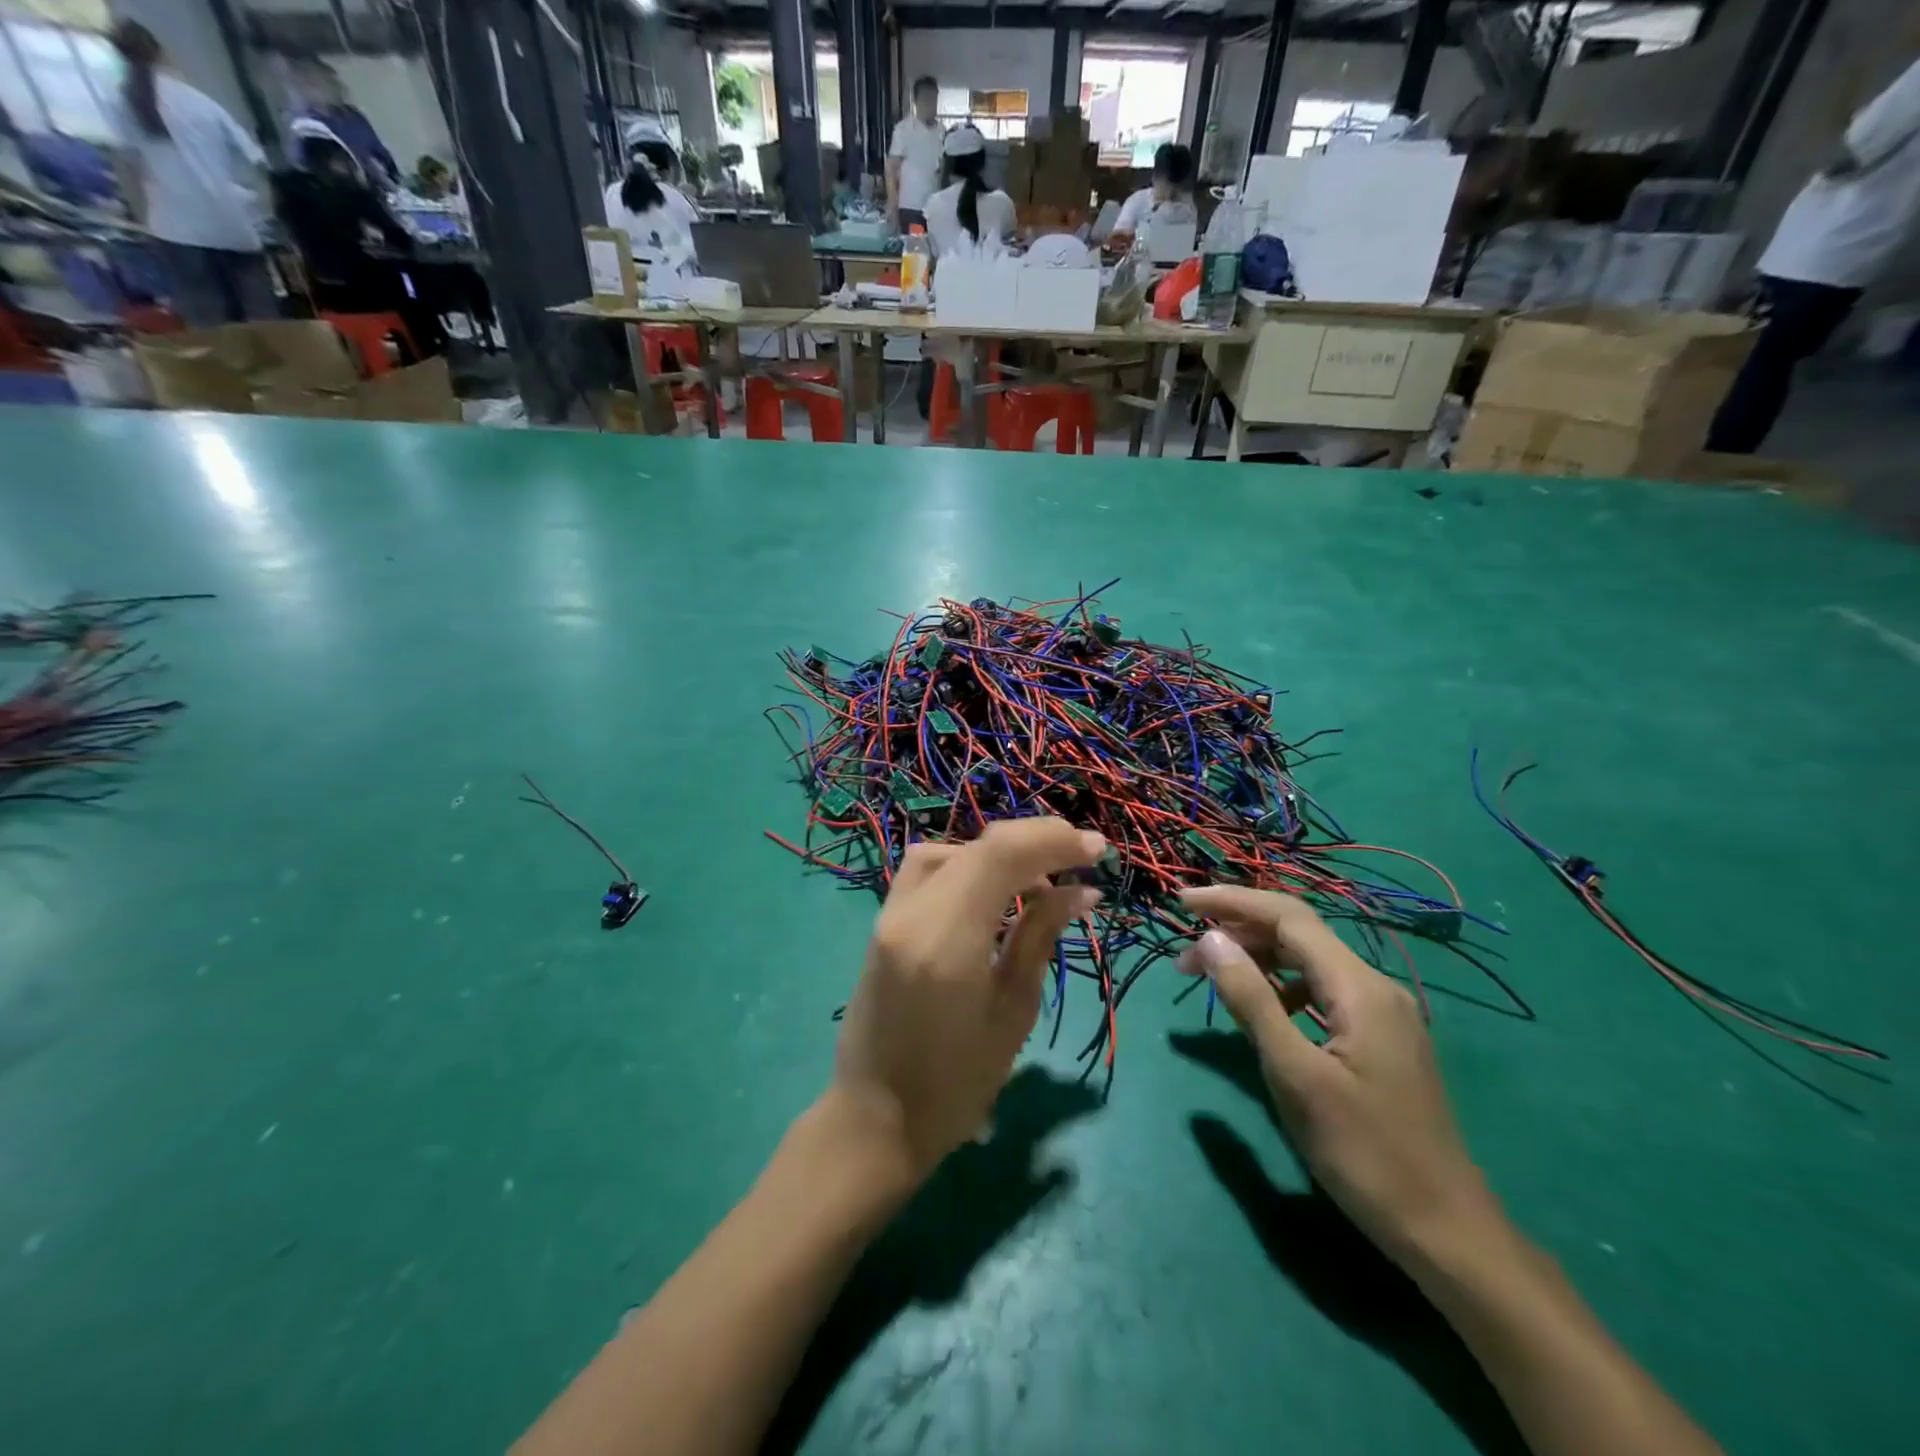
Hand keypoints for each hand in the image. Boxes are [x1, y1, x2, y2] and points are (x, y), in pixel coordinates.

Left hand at [830, 818, 1103, 1180]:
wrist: (874, 1119)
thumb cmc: (956, 1083)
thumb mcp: (1012, 1011)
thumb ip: (1039, 937)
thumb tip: (1079, 891)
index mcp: (946, 939)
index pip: (1000, 855)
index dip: (1052, 840)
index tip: (1097, 848)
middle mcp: (911, 913)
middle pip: (976, 846)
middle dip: (1033, 842)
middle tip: (1077, 859)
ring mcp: (889, 914)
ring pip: (948, 851)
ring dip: (997, 854)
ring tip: (1037, 882)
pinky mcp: (883, 922)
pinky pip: (928, 872)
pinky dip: (967, 867)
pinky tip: (994, 895)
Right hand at [1178, 886, 1497, 1270]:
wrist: (1446, 1232)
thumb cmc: (1364, 1153)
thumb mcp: (1295, 1075)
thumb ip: (1251, 1000)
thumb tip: (1210, 939)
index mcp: (1359, 988)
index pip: (1288, 917)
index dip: (1231, 901)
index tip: (1181, 902)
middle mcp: (1374, 986)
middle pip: (1298, 934)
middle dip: (1238, 931)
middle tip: (1185, 957)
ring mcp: (1381, 1013)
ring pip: (1309, 962)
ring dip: (1257, 959)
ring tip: (1211, 979)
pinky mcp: (1379, 1038)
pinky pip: (1320, 991)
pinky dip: (1281, 987)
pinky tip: (1261, 1011)